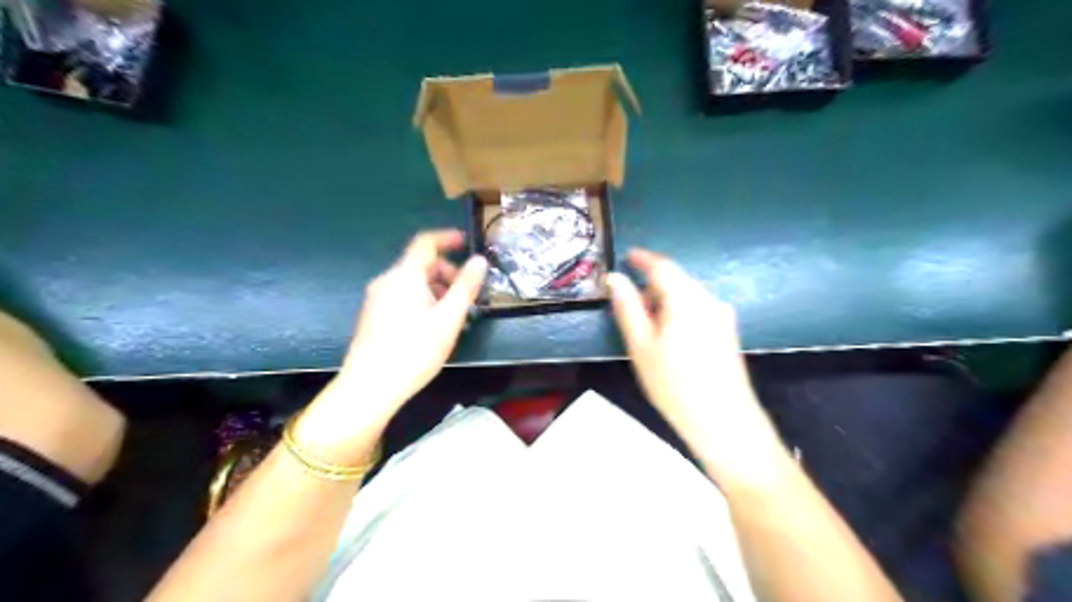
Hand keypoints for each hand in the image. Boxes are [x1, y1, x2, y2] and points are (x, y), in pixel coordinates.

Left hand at [291, 234, 485, 462]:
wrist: (369, 387)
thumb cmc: (414, 350)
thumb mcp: (449, 318)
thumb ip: (466, 287)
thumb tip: (479, 260)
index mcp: (404, 275)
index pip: (425, 242)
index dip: (448, 238)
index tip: (467, 242)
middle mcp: (387, 281)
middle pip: (420, 264)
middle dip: (447, 273)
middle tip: (467, 296)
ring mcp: (377, 299)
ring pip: (413, 283)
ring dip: (437, 289)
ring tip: (454, 315)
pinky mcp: (374, 316)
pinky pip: (403, 297)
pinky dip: (423, 300)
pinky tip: (434, 326)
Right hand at [611, 250, 783, 489]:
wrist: (724, 422)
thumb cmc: (675, 384)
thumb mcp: (641, 345)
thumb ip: (628, 308)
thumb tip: (615, 279)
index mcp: (687, 299)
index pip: (663, 266)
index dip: (644, 259)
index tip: (628, 256)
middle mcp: (710, 300)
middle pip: (677, 281)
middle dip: (653, 287)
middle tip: (632, 309)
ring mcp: (723, 316)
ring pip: (688, 297)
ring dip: (665, 303)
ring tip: (649, 331)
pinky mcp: (728, 332)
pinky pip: (699, 311)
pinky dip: (680, 314)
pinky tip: (670, 341)